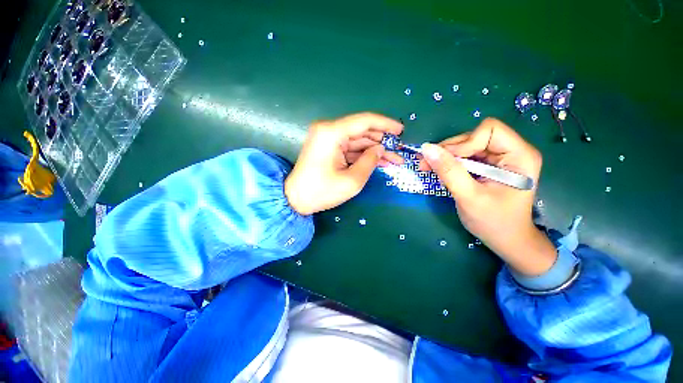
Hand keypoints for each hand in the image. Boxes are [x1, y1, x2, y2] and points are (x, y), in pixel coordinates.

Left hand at [285, 113, 403, 214]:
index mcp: (332, 133)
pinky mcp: (328, 148)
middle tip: (399, 151)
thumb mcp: (352, 181)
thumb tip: (381, 149)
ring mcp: (327, 138)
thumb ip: (370, 161)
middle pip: (362, 131)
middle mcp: (329, 130)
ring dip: (375, 149)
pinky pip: (350, 148)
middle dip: (382, 141)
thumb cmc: (321, 192)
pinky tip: (379, 161)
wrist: (295, 199)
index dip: (386, 124)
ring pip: (358, 140)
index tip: (401, 131)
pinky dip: (364, 154)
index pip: (364, 121)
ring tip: (394, 159)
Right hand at [419, 118, 555, 275]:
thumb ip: (449, 171)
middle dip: (449, 150)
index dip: (464, 143)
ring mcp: (500, 159)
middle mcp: (512, 152)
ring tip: (427, 167)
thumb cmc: (494, 222)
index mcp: (519, 156)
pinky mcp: (489, 166)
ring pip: (466, 145)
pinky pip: (465, 156)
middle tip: (426, 164)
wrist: (506, 240)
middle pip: (475, 136)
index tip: (445, 161)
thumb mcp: (469, 197)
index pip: (489, 131)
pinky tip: (438, 171)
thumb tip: (427, 149)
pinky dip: (449, 162)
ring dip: (445, 156)